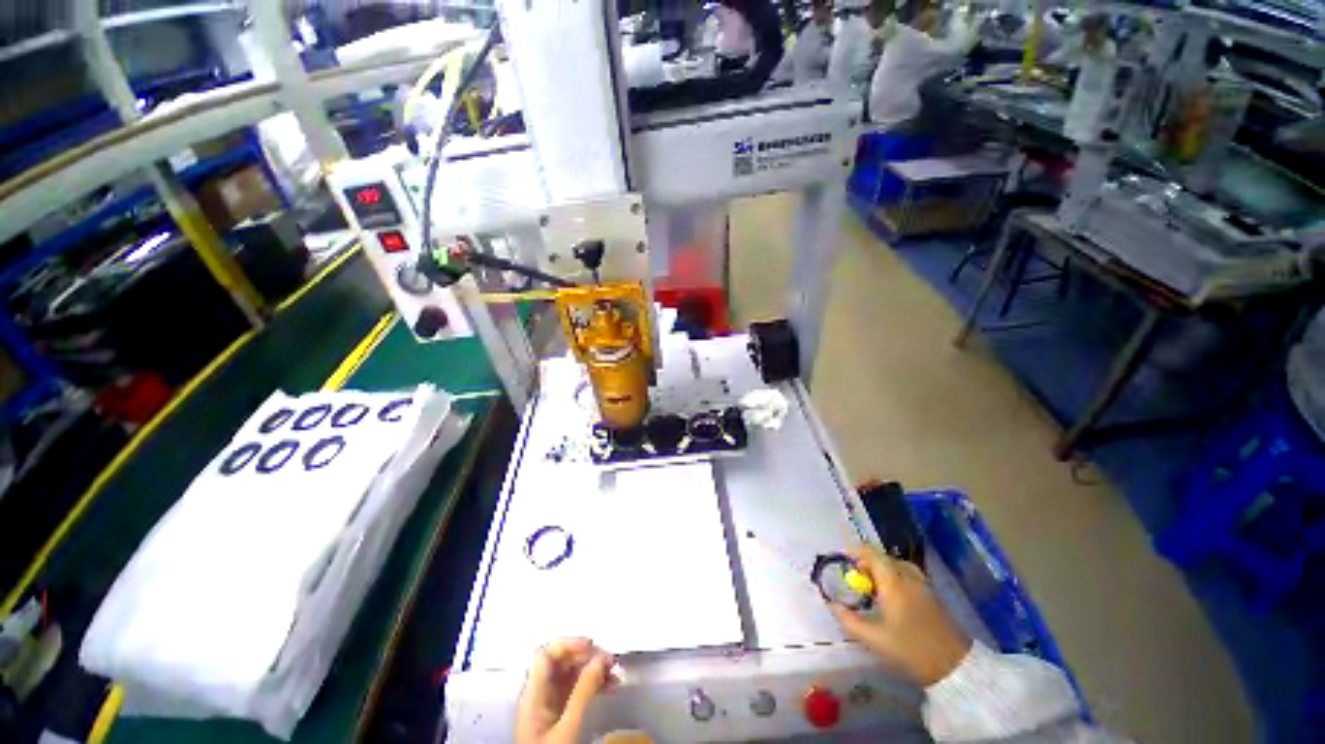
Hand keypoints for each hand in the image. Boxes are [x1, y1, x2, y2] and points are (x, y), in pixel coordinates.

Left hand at [516, 637, 613, 743]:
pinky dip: (592, 683)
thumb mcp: (568, 727)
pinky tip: (609, 685)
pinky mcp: (558, 714)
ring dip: (593, 668)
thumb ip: (583, 691)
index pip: (546, 653)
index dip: (568, 643)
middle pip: (560, 660)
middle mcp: (539, 694)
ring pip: (570, 673)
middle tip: (610, 660)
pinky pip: (575, 688)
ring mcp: (549, 704)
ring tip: (614, 672)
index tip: (592, 645)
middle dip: (586, 655)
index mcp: (533, 694)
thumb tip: (601, 658)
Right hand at [829, 546, 971, 686]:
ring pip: (897, 565)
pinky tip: (892, 596)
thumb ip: (849, 620)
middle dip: (866, 562)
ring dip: (882, 569)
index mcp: (893, 582)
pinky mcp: (932, 595)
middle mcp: (908, 577)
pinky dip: (895, 577)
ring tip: (873, 586)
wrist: (955, 668)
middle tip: (855, 579)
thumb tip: (831, 604)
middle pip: (883, 557)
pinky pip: (908, 574)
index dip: (854, 552)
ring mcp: (923, 585)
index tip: (842, 560)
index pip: (871, 553)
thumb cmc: (911, 651)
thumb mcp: (874, 639)